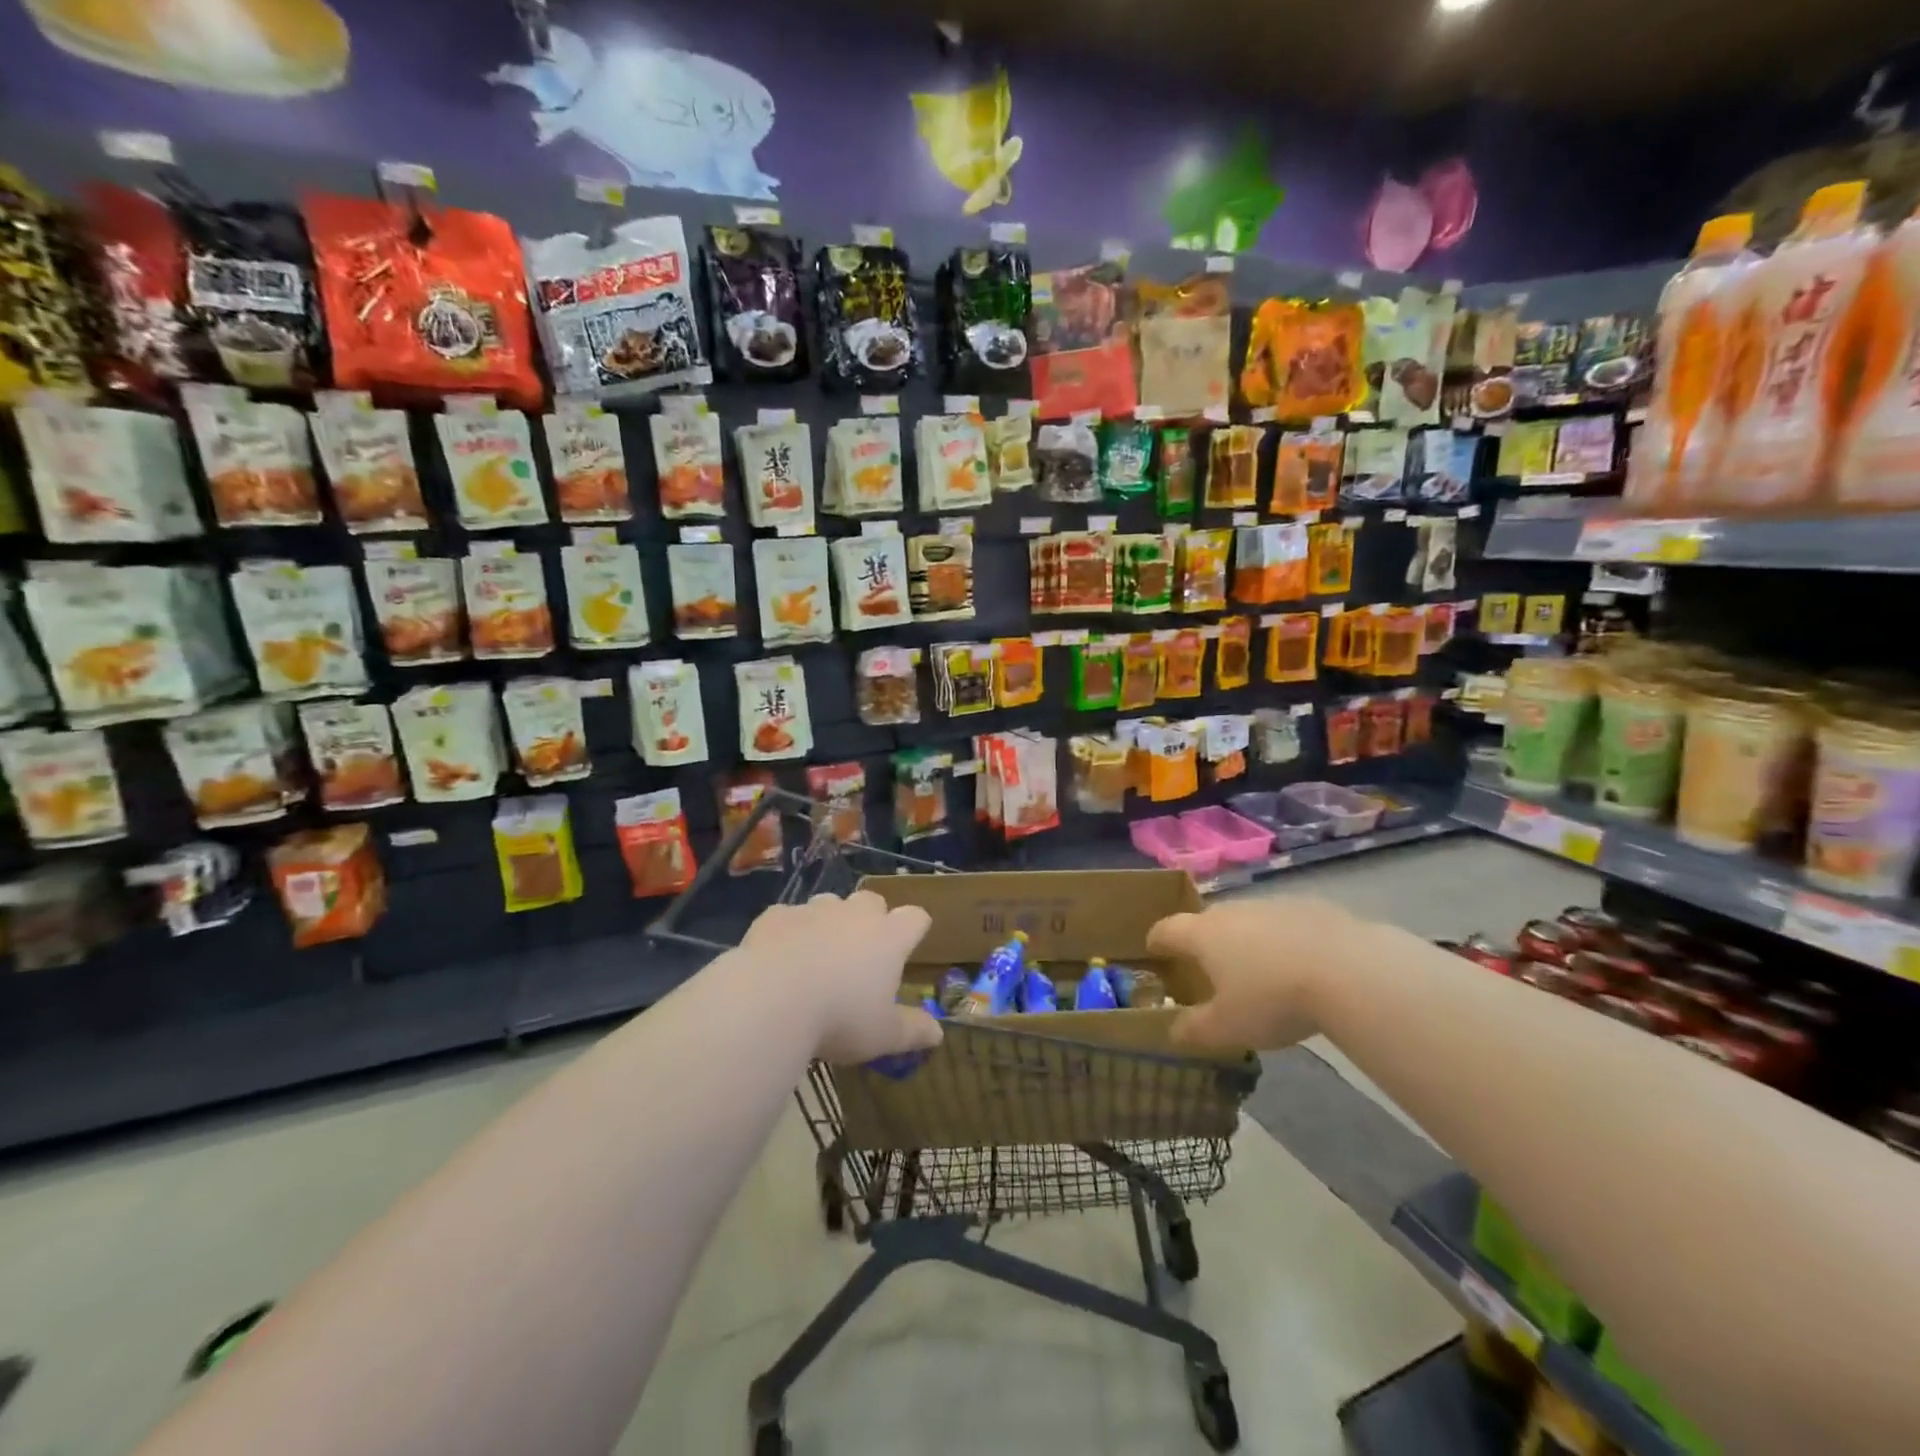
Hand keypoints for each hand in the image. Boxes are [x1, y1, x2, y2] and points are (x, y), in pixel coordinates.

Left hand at [742, 891, 943, 1063]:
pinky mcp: (776, 915)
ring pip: (829, 905)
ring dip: (829, 922)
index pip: (915, 918)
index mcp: (889, 938)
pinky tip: (779, 958)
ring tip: (818, 955)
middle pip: (872, 901)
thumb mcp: (882, 1035)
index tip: (910, 944)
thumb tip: (938, 1034)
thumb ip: (912, 1031)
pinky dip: (789, 932)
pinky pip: (789, 917)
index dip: (915, 928)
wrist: (770, 999)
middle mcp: (855, 914)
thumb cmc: (839, 1018)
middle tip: (861, 952)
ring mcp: (814, 910)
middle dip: (870, 919)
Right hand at [1147, 896, 1362, 1051]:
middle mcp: (1231, 911)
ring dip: (1245, 941)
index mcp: (1202, 935)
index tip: (1153, 952)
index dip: (1156, 941)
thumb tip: (1172, 1032)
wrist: (1348, 970)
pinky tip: (1300, 967)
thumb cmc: (1272, 999)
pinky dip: (1282, 941)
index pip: (1166, 930)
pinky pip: (1284, 924)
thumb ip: (1194, 1029)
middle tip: (1208, 970)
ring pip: (1247, 921)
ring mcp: (1271, 905)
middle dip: (1203, 943)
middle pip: (1207, 922)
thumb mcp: (1227, 1028)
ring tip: (1258, 972)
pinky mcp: (1310, 907)